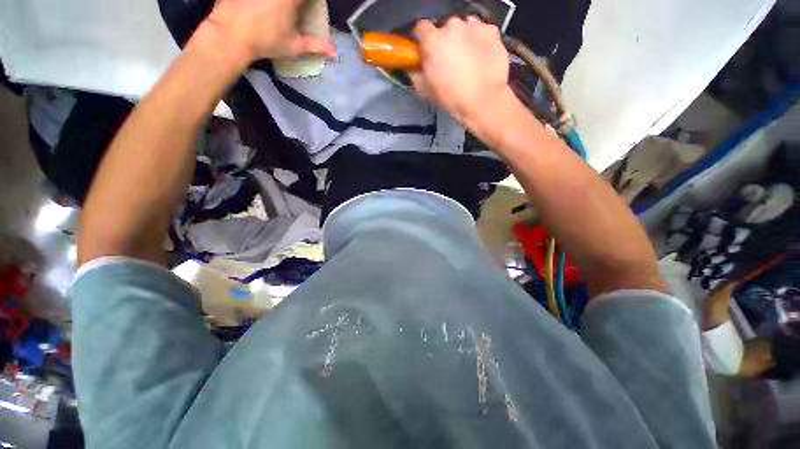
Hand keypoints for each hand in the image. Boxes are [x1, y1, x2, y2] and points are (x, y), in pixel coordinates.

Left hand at [202, 0, 335, 63]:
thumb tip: (335, 53)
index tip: (311, 7)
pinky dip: (262, 3)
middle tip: (295, 11)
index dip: (312, 2)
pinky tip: (260, 8)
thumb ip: (316, 46)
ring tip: (277, 12)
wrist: (231, 35)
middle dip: (298, 4)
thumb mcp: (295, 46)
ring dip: (281, 5)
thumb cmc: (267, 41)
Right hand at [410, 17, 513, 124]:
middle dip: (445, 42)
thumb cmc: (451, 98)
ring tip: (467, 60)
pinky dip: (480, 41)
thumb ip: (415, 74)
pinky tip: (481, 58)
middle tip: (449, 61)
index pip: (421, 28)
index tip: (426, 53)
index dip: (423, 41)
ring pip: (464, 28)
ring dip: (463, 39)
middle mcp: (451, 26)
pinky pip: (482, 32)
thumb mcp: (425, 91)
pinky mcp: (492, 31)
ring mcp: (474, 26)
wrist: (483, 101)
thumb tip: (412, 67)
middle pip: (444, 28)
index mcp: (432, 40)